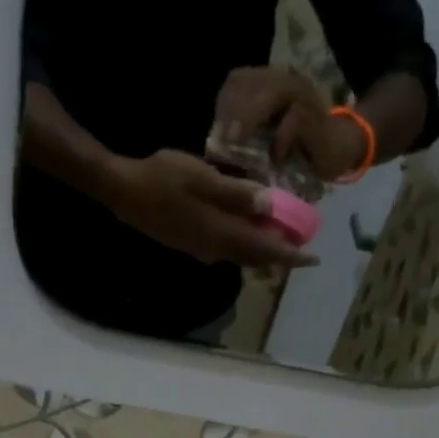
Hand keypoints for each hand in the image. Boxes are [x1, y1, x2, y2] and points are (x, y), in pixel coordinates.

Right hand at [105, 151, 318, 268]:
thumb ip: (238, 194)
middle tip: (301, 250)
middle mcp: (214, 248)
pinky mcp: (191, 242)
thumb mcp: (204, 179)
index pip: (264, 249)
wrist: (124, 192)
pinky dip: (243, 243)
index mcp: (221, 233)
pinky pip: (226, 248)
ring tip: (280, 240)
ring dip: (261, 251)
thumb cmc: (163, 178)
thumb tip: (271, 207)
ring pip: (240, 254)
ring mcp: (201, 248)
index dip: (290, 254)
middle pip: (254, 258)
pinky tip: (247, 231)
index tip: (313, 259)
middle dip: (279, 255)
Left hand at [213, 66, 365, 178]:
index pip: (237, 81)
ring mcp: (301, 94)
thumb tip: (214, 156)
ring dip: (251, 119)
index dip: (224, 105)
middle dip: (232, 112)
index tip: (217, 136)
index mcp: (268, 84)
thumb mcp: (263, 143)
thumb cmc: (294, 151)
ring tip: (240, 145)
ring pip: (271, 92)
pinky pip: (294, 119)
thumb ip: (243, 140)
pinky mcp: (315, 115)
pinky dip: (281, 139)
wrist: (336, 150)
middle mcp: (283, 81)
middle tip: (222, 142)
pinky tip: (276, 158)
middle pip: (249, 82)